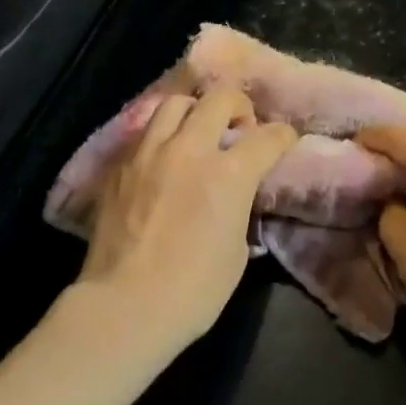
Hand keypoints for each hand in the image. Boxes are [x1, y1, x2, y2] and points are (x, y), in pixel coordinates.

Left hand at [78, 87, 297, 358]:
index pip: (268, 136)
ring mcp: (150, 152)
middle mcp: (190, 149)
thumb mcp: (236, 250)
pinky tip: (166, 158)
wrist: (124, 306)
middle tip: (240, 128)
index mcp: (229, 173)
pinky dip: (164, 136)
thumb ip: (239, 208)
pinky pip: (147, 132)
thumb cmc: (192, 290)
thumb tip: (235, 196)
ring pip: (176, 103)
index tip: (284, 141)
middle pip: (220, 98)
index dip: (283, 136)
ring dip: (196, 112)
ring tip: (198, 133)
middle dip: (239, 107)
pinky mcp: (121, 165)